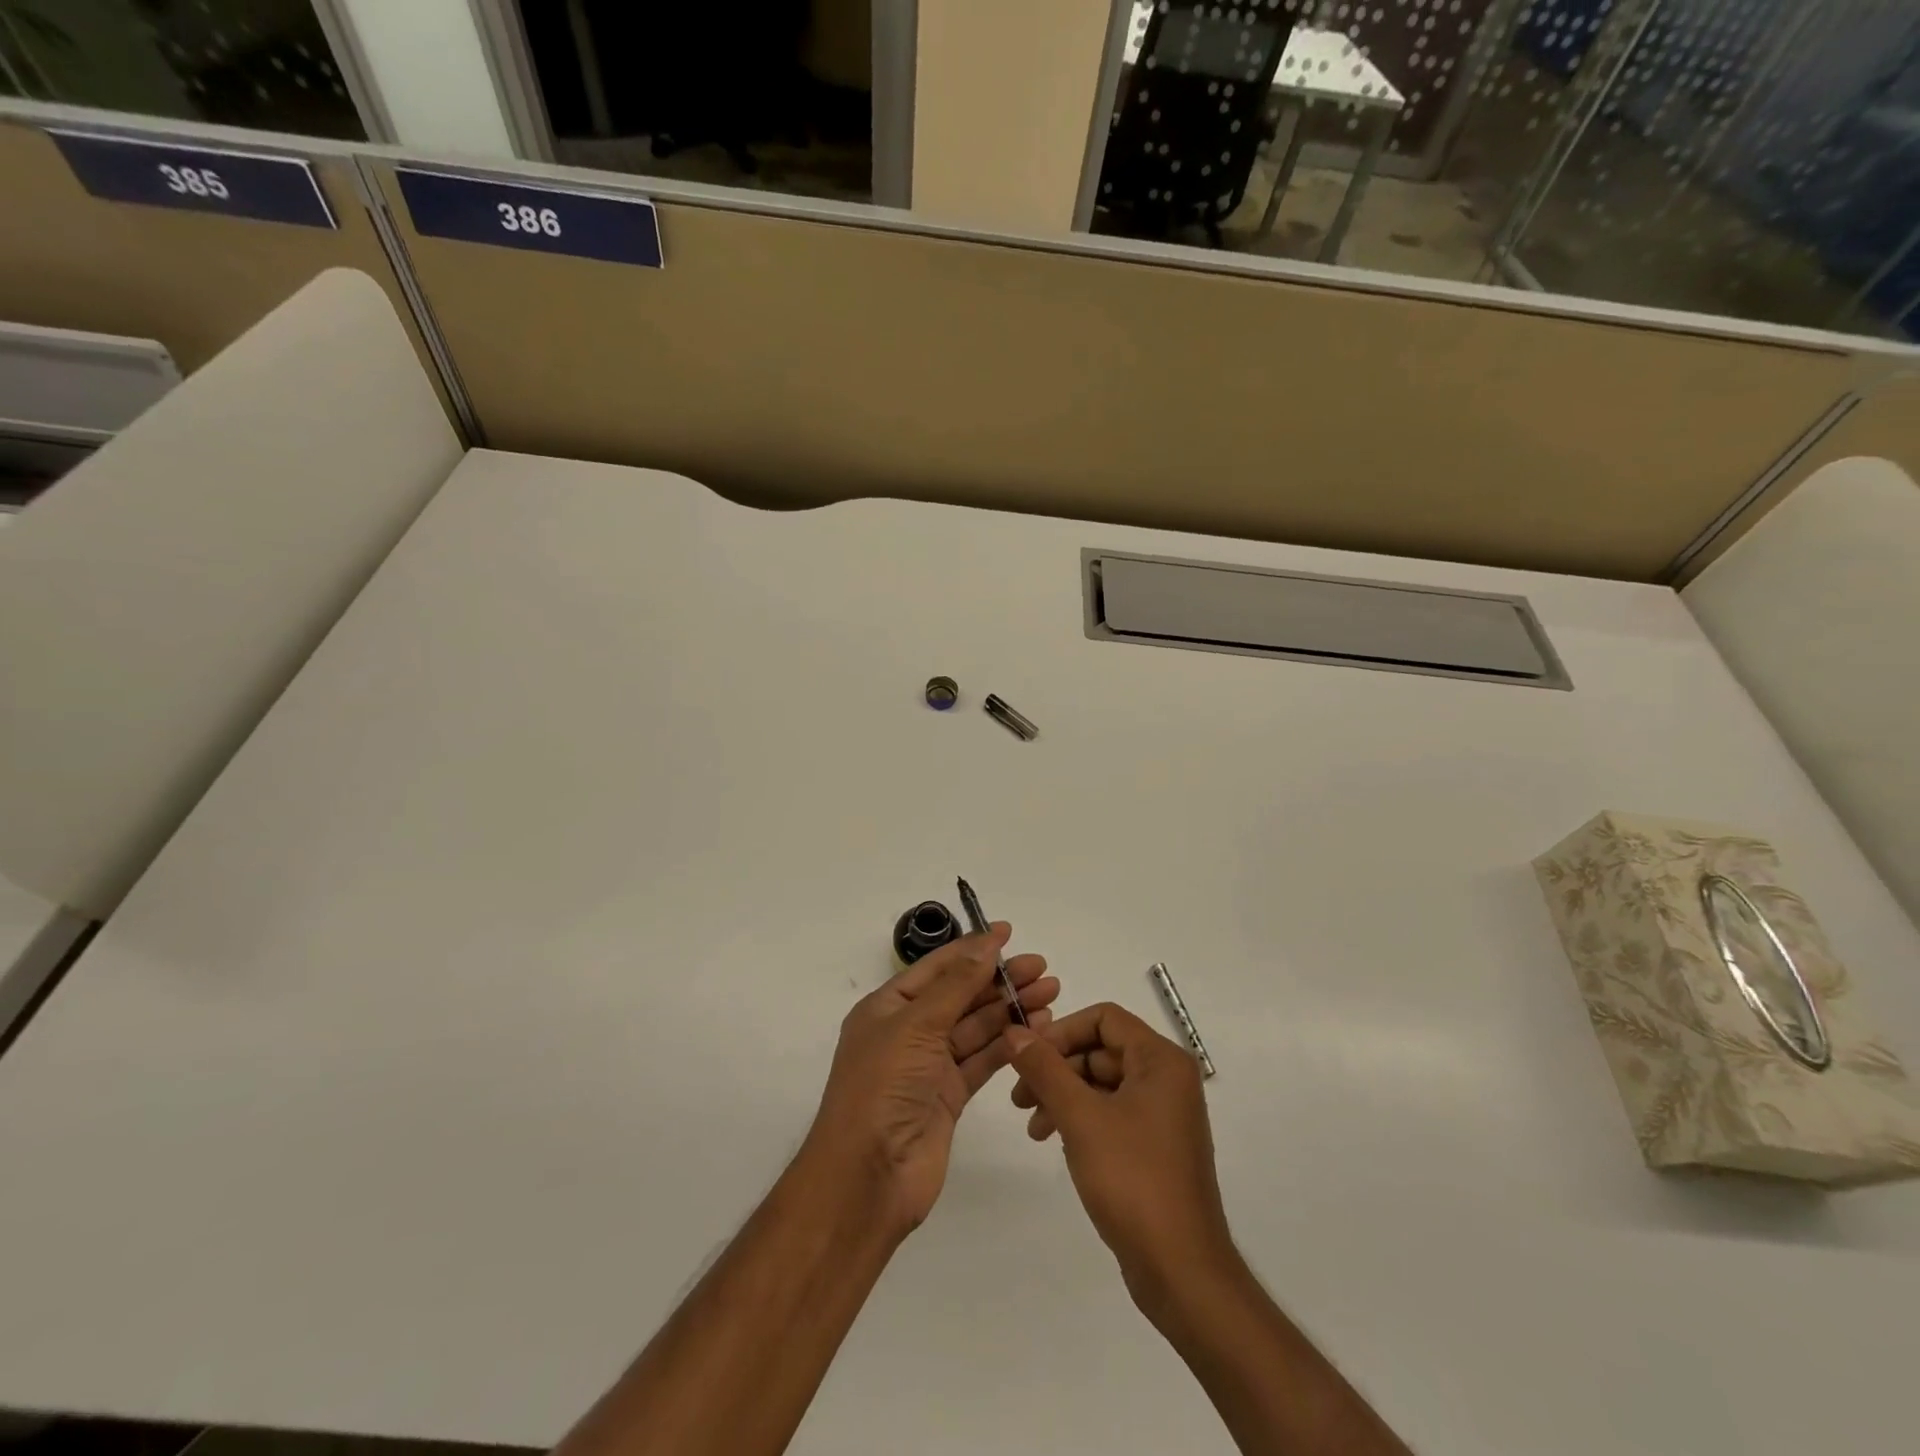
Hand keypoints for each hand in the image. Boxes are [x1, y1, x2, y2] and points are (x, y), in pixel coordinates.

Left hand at [808, 924, 1058, 1239]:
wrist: (868, 1177)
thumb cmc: (882, 1087)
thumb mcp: (916, 1025)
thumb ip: (956, 985)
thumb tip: (986, 943)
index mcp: (888, 1007)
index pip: (937, 967)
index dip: (972, 948)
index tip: (1008, 932)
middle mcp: (908, 1031)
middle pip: (961, 995)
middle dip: (999, 979)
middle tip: (1042, 967)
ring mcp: (930, 1064)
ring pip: (976, 1026)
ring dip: (1009, 1008)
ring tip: (1050, 993)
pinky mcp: (950, 1095)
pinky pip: (983, 1059)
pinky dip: (1008, 1043)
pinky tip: (1036, 1029)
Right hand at [1003, 1004, 1232, 1316]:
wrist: (1181, 1271)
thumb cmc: (1133, 1180)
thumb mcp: (1080, 1118)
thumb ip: (1045, 1069)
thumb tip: (1014, 1032)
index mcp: (1161, 1061)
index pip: (1104, 1018)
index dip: (1061, 1031)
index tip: (1027, 1056)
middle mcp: (1167, 1079)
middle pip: (1101, 1050)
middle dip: (1057, 1069)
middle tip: (1019, 1096)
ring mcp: (1163, 1114)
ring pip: (1102, 1083)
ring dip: (1063, 1096)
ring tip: (1032, 1127)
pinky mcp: (1154, 1146)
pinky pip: (1111, 1113)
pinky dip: (1080, 1119)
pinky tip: (1055, 1141)